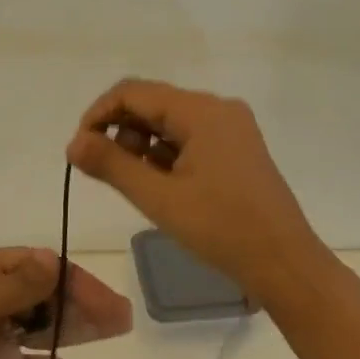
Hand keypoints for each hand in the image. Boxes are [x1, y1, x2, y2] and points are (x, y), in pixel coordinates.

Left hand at [0, 247, 133, 358]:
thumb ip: (16, 287)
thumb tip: (55, 259)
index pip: (37, 267)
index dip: (73, 281)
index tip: (105, 302)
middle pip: (45, 294)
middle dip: (82, 303)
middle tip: (122, 319)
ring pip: (43, 325)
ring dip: (77, 330)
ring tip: (116, 335)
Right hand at [66, 78, 323, 295]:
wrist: (287, 266)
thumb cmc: (222, 229)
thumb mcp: (159, 198)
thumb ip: (111, 164)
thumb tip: (73, 143)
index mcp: (202, 110)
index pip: (133, 92)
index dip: (99, 114)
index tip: (80, 149)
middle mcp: (218, 108)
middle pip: (152, 103)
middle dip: (120, 131)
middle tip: (104, 170)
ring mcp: (231, 127)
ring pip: (169, 122)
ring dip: (142, 144)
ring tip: (136, 183)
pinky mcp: (237, 148)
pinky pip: (189, 137)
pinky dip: (166, 154)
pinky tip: (162, 186)